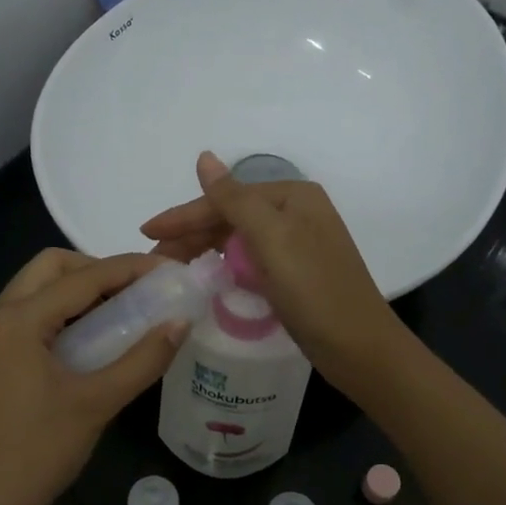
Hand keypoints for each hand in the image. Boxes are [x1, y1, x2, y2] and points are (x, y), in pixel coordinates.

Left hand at [0, 249, 185, 504]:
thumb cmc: (37, 453)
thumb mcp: (97, 403)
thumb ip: (143, 359)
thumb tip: (181, 323)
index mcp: (18, 320)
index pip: (83, 277)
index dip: (130, 269)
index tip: (170, 271)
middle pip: (52, 267)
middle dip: (98, 269)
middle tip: (138, 291)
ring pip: (38, 289)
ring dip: (80, 289)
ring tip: (124, 311)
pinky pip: (31, 314)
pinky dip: (64, 312)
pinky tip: (94, 338)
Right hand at [140, 152, 403, 385]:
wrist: (358, 347)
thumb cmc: (314, 289)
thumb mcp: (271, 238)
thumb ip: (234, 198)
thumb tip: (204, 157)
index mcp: (292, 196)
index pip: (226, 198)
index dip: (184, 215)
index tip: (146, 232)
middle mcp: (296, 213)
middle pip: (230, 216)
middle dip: (190, 233)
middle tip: (153, 258)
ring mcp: (297, 245)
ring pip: (237, 239)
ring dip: (203, 249)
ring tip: (170, 267)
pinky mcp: (294, 274)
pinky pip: (249, 260)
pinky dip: (224, 265)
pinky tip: (206, 276)